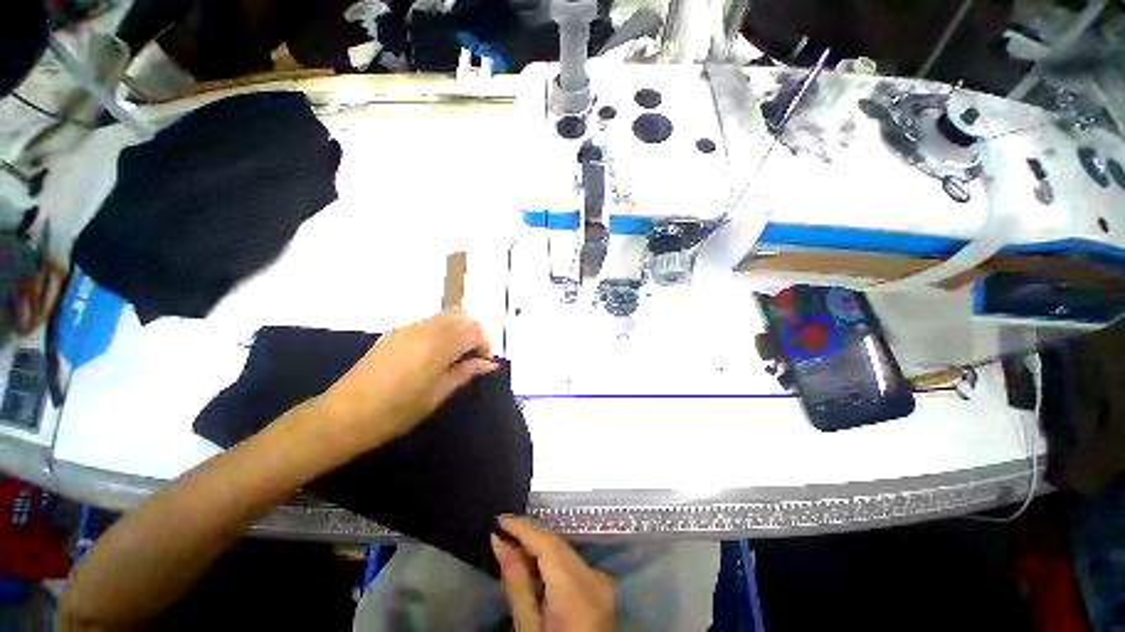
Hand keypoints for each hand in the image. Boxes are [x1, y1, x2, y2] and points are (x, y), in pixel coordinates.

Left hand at [315, 310, 496, 455]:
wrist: (343, 416)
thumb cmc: (395, 412)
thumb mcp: (437, 395)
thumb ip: (465, 372)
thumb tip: (488, 363)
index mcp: (437, 346)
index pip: (474, 329)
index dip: (484, 343)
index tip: (483, 363)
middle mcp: (424, 329)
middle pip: (462, 316)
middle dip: (473, 333)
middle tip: (471, 357)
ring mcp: (407, 328)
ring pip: (445, 316)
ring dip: (457, 330)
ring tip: (453, 357)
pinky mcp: (395, 332)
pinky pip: (428, 322)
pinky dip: (441, 331)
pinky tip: (432, 355)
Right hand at [492, 516, 614, 631]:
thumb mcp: (527, 628)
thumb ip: (516, 582)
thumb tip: (499, 541)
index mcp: (577, 591)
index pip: (547, 543)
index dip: (523, 527)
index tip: (499, 519)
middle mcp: (594, 577)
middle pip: (557, 544)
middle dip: (529, 534)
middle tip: (502, 531)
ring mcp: (601, 580)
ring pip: (564, 550)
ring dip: (539, 545)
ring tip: (513, 544)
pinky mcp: (602, 585)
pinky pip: (572, 561)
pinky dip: (552, 558)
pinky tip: (534, 562)